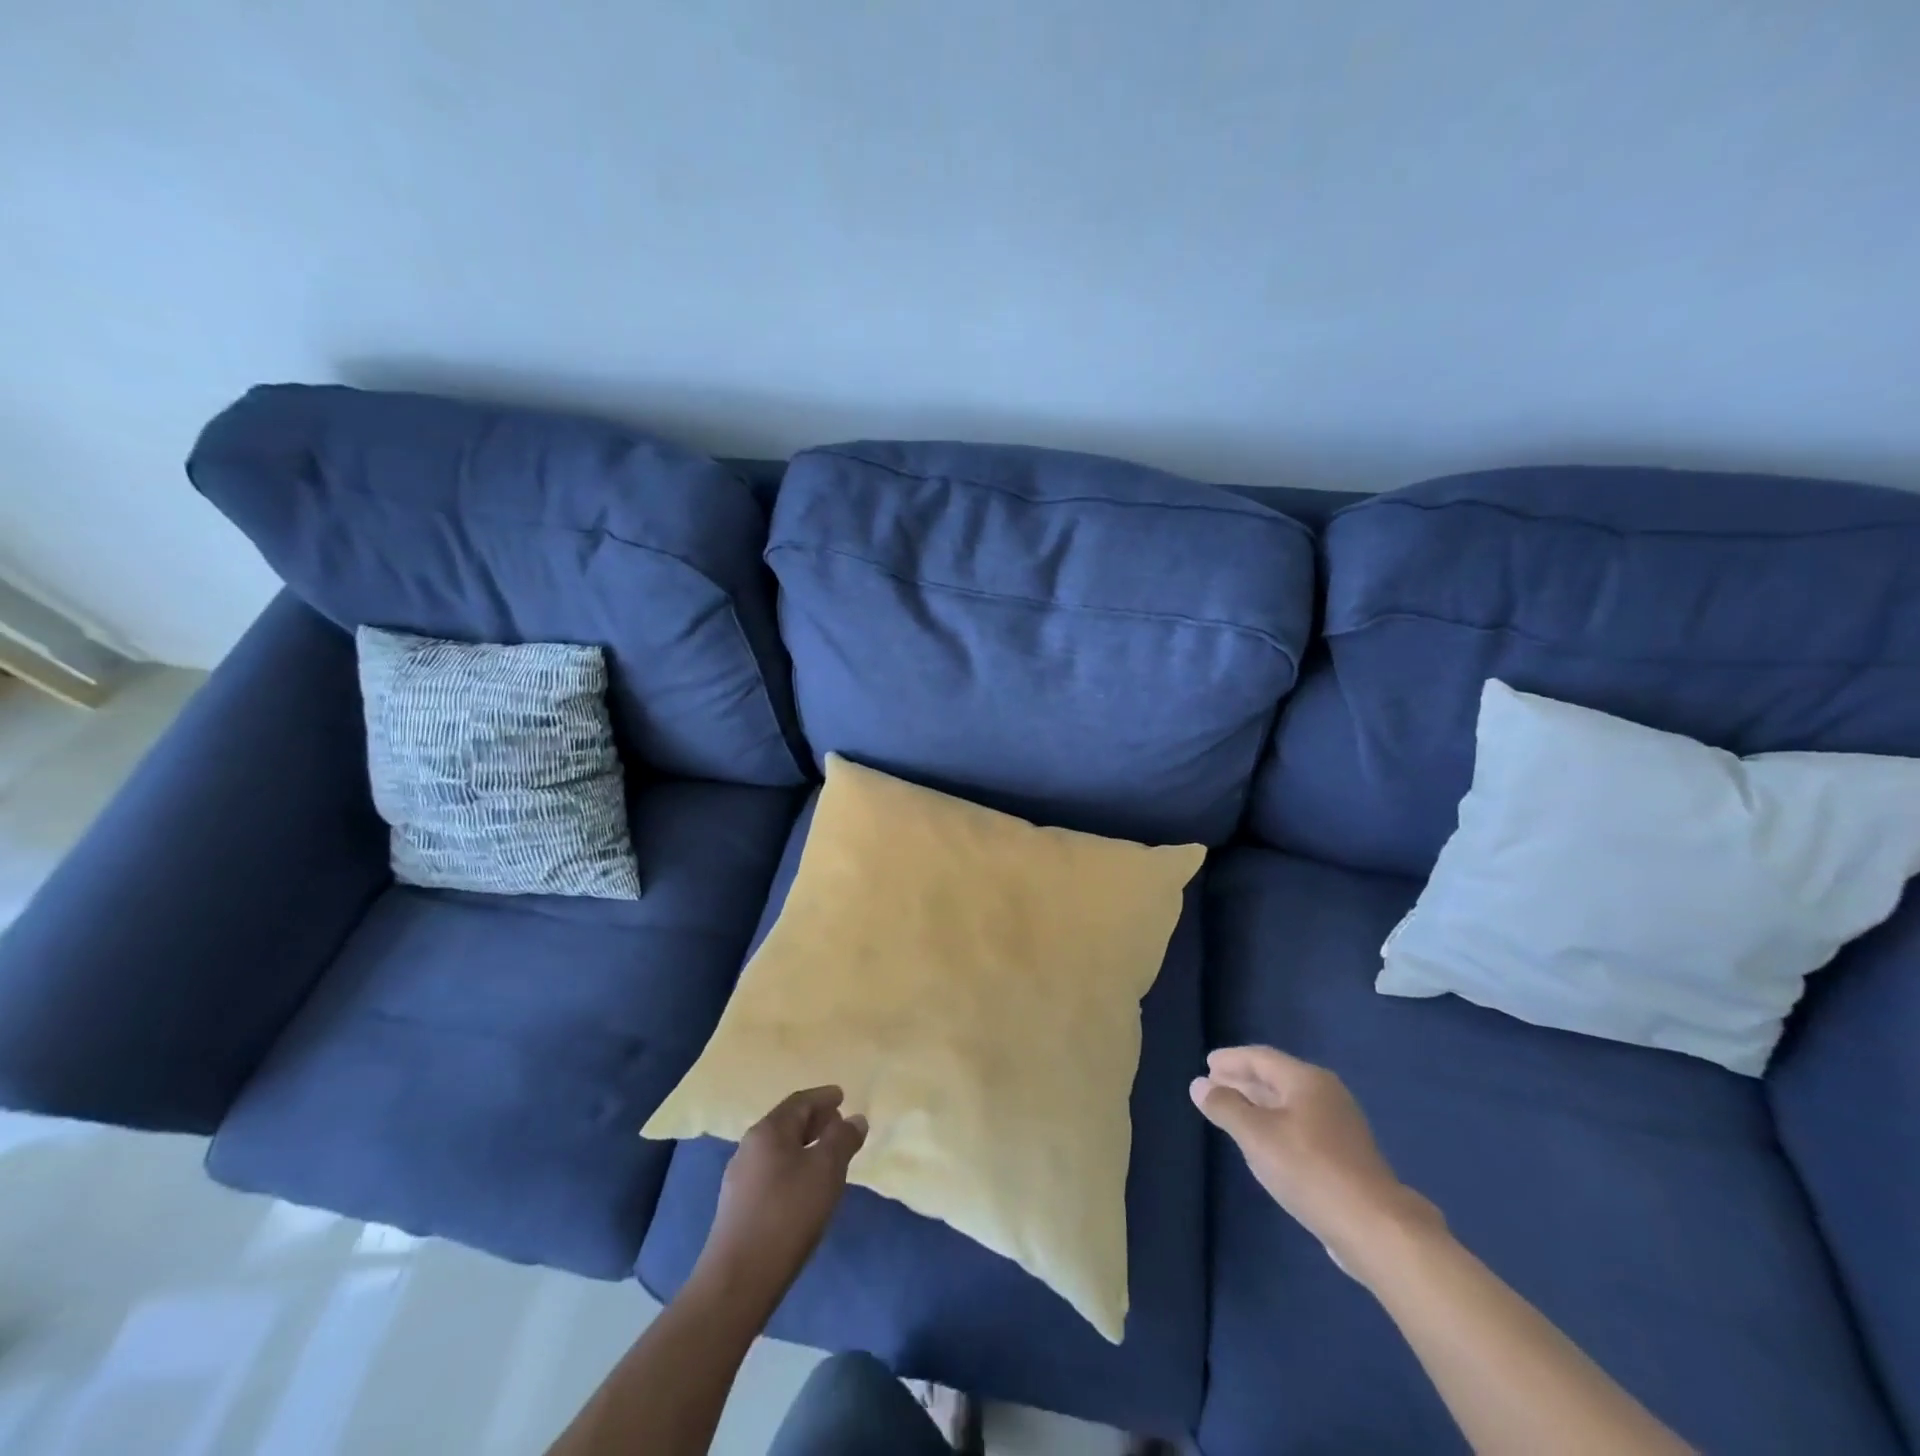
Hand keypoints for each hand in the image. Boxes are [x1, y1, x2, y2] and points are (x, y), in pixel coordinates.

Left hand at [692, 1086, 867, 1314]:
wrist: (737, 1281)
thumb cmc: (787, 1214)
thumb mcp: (826, 1170)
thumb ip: (843, 1139)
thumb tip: (855, 1118)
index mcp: (768, 1131)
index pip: (799, 1102)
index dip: (823, 1097)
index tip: (842, 1096)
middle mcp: (749, 1147)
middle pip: (786, 1123)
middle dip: (814, 1120)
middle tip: (838, 1123)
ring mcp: (740, 1178)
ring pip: (778, 1149)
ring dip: (804, 1145)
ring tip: (827, 1156)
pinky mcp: (738, 1207)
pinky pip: (772, 1172)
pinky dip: (793, 1166)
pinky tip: (805, 1187)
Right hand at [1190, 1046, 1439, 1277]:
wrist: (1376, 1228)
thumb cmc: (1309, 1170)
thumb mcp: (1256, 1136)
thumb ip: (1225, 1107)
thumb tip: (1199, 1085)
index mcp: (1306, 1080)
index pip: (1260, 1057)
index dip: (1231, 1060)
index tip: (1207, 1064)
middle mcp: (1326, 1094)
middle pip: (1277, 1077)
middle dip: (1244, 1080)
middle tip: (1214, 1083)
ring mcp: (1341, 1125)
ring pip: (1290, 1103)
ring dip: (1259, 1103)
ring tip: (1234, 1110)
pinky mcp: (1347, 1155)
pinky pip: (1302, 1125)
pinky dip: (1277, 1123)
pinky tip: (1266, 1141)